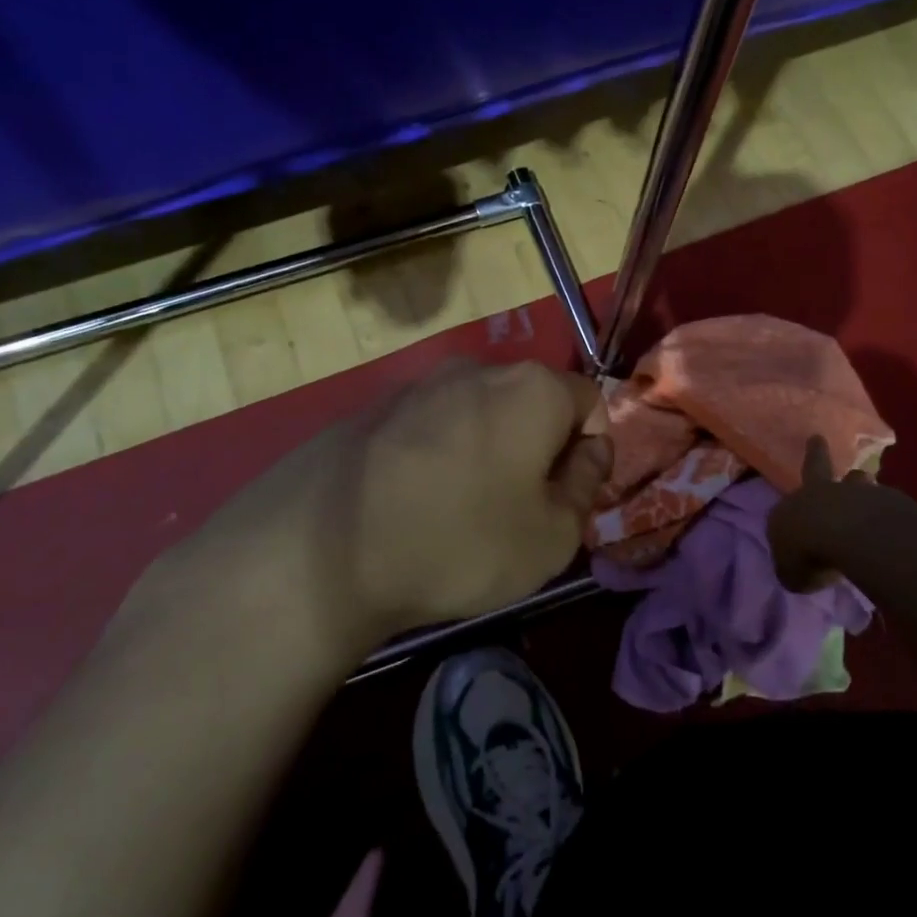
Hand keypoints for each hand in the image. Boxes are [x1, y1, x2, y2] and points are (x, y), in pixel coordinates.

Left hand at [174, 359, 612, 651]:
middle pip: (531, 402)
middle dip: (537, 446)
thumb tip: (590, 451)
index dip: (589, 449)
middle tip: (520, 507)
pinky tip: (414, 500)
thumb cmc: (461, 541)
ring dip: (486, 448)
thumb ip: (586, 485)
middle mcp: (479, 369)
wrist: (326, 547)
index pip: (590, 401)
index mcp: (533, 388)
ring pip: (479, 411)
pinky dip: (438, 452)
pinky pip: (431, 424)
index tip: (568, 495)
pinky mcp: (375, 405)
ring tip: (461, 508)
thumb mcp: (552, 537)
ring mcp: (420, 382)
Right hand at [765, 435, 885, 592]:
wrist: (844, 532)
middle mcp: (816, 494)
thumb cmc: (806, 551)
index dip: (789, 526)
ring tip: (864, 478)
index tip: (794, 537)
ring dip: (857, 482)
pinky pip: (880, 500)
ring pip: (854, 481)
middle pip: (815, 468)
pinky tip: (890, 519)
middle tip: (817, 437)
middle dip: (815, 453)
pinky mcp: (882, 499)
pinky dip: (882, 507)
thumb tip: (800, 571)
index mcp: (788, 511)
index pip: (783, 515)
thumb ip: (795, 570)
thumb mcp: (792, 573)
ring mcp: (850, 493)